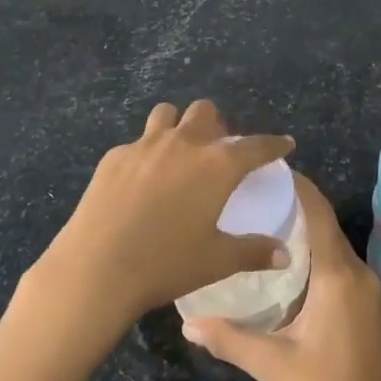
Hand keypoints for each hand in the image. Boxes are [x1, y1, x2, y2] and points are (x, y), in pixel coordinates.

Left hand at [36, 101, 293, 332]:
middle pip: (206, 112)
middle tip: (218, 152)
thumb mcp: (216, 261)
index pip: (256, 145)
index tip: (284, 143)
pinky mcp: (115, 156)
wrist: (96, 268)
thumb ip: (253, 251)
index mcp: (217, 165)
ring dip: (178, 126)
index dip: (273, 144)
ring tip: (177, 153)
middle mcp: (184, 143)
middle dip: (217, 125)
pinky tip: (140, 182)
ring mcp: (145, 144)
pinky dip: (146, 154)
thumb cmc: (165, 264)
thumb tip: (284, 254)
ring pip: (167, 114)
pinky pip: (137, 142)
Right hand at [182, 174, 380, 380]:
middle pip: (327, 227)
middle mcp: (360, 272)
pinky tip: (295, 272)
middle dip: (297, 209)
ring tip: (270, 230)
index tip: (272, 170)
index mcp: (338, 275)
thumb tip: (188, 323)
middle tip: (258, 201)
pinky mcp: (376, 307)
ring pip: (336, 249)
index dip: (299, 187)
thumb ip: (230, 339)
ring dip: (309, 236)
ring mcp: (373, 290)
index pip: (319, 213)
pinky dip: (321, 259)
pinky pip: (345, 268)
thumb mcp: (274, 366)